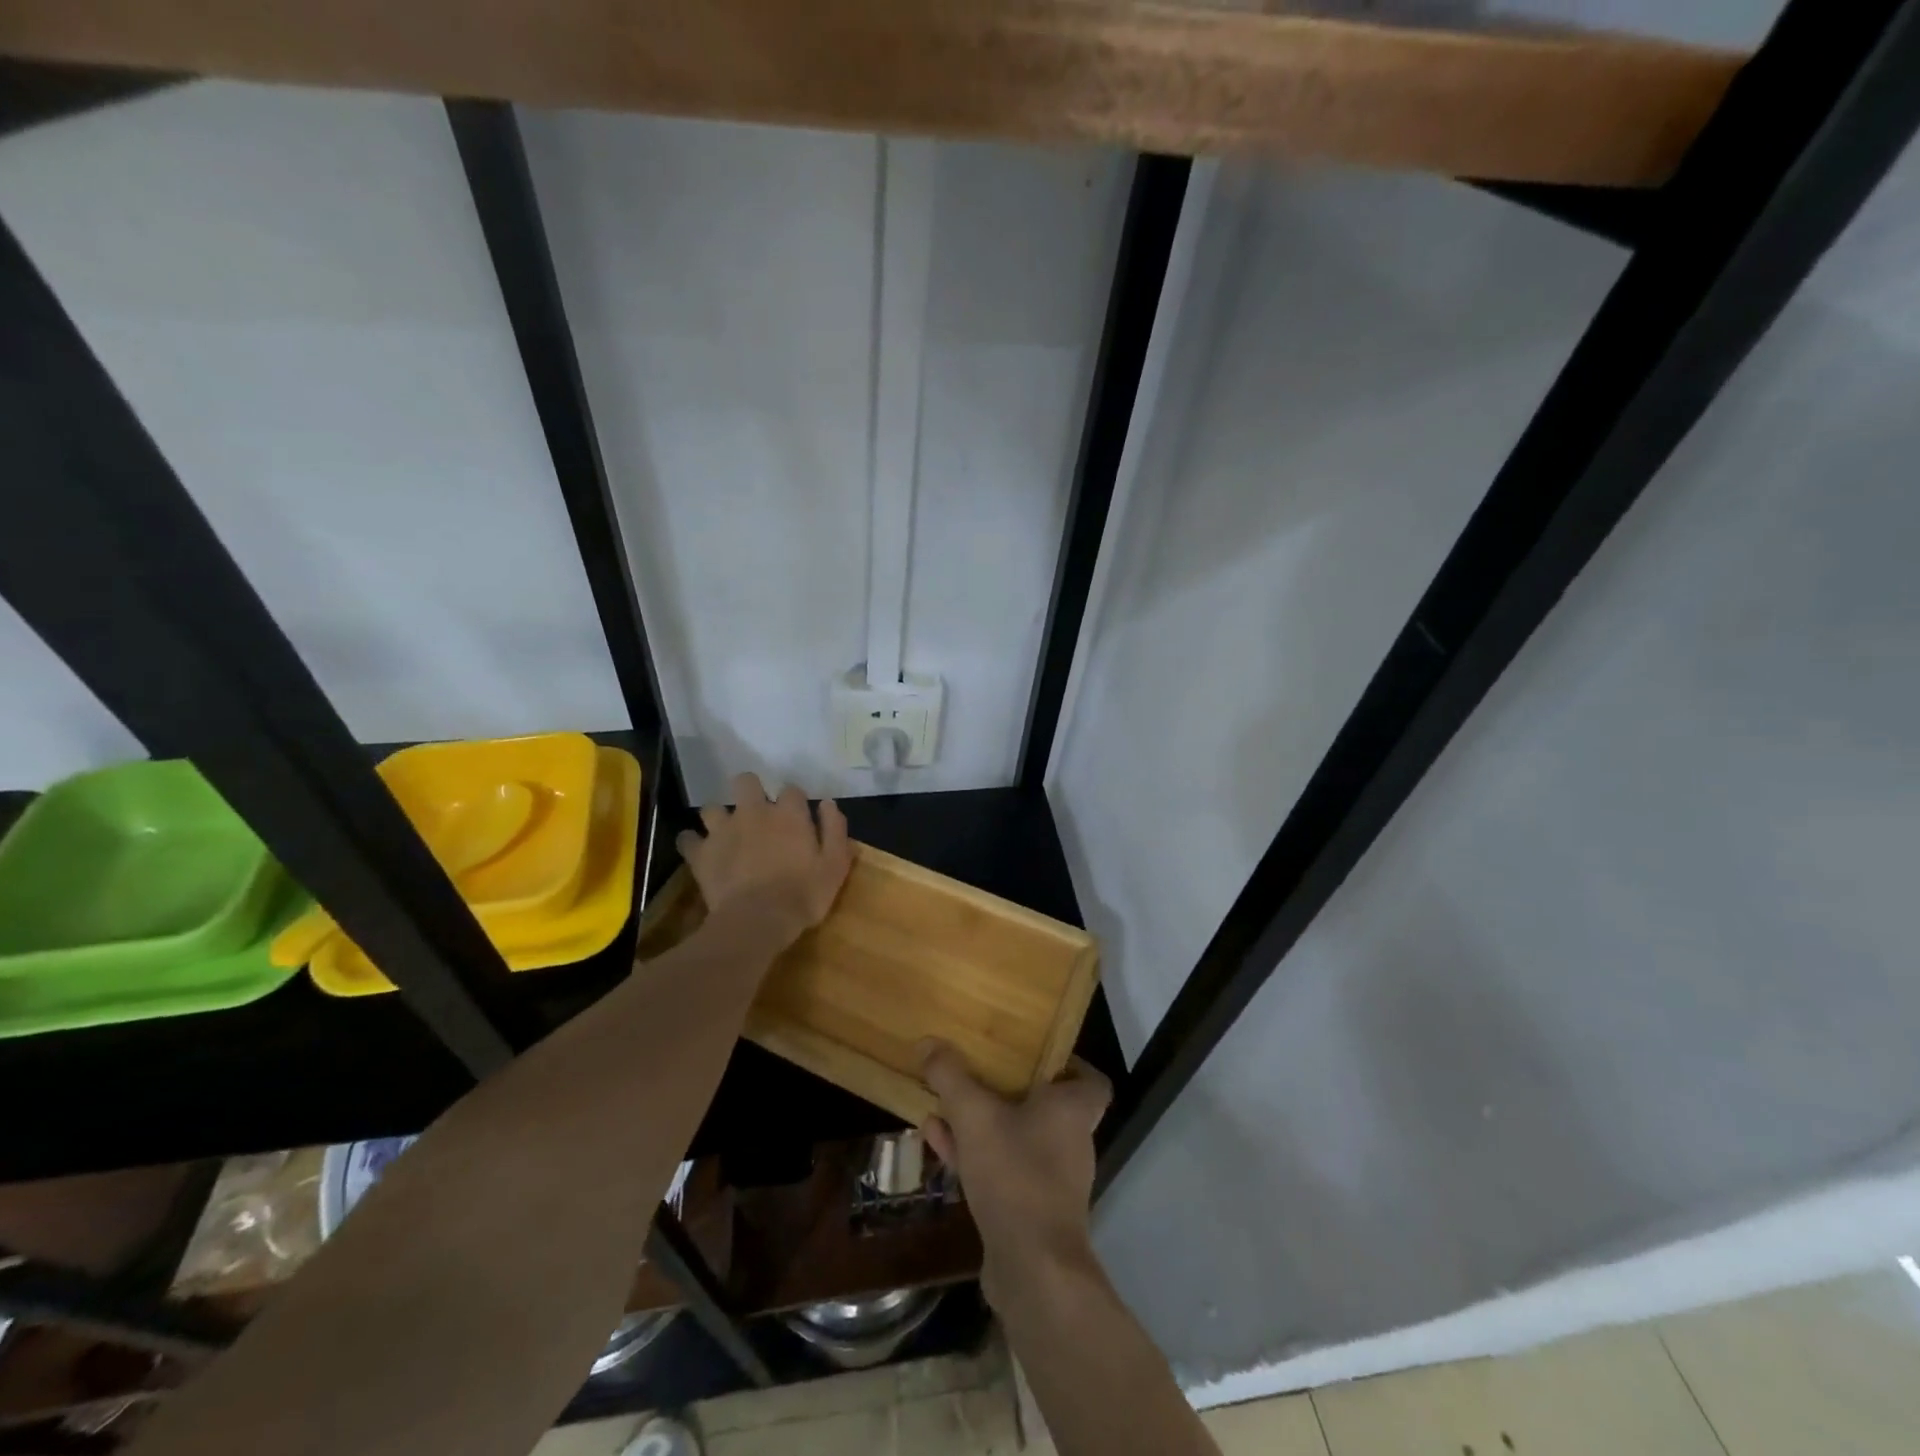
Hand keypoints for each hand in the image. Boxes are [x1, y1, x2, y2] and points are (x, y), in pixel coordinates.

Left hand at [676, 773, 851, 949]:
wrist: (758, 920)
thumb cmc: (804, 893)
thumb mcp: (835, 864)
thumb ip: (834, 829)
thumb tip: (827, 804)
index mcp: (788, 813)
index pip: (791, 790)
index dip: (794, 801)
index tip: (797, 817)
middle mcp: (753, 812)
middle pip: (745, 782)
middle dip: (750, 791)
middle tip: (757, 814)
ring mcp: (723, 830)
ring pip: (712, 807)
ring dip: (719, 817)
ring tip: (726, 833)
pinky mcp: (701, 853)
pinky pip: (687, 839)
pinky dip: (692, 843)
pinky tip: (701, 853)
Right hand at [919, 1040, 1111, 1303]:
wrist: (1032, 1269)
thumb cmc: (1016, 1175)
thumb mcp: (975, 1115)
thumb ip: (951, 1076)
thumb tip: (929, 1041)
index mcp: (1072, 1110)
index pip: (1092, 1080)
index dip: (1070, 1064)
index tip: (1037, 1051)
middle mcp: (1070, 1141)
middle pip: (1045, 1104)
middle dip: (1009, 1087)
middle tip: (979, 1068)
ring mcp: (1051, 1179)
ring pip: (1017, 1135)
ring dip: (982, 1120)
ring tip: (944, 1102)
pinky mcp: (1029, 1209)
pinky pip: (1002, 1166)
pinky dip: (974, 1152)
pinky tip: (936, 1140)